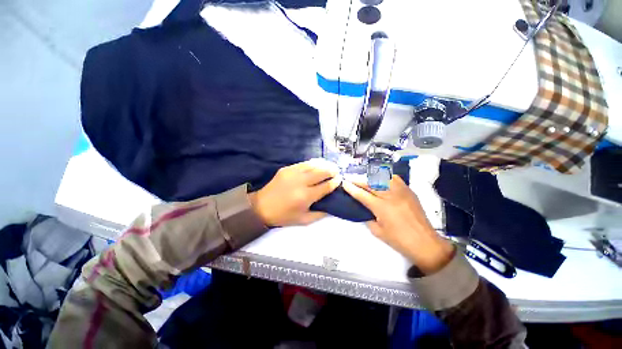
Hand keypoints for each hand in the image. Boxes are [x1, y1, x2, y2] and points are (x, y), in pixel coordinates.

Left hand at [249, 159, 341, 226]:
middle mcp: (300, 182)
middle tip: (337, 171)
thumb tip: (332, 205)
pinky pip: (303, 163)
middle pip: (321, 172)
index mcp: (305, 196)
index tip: (340, 180)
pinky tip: (317, 164)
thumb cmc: (284, 216)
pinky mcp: (286, 169)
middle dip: (332, 171)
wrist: (261, 207)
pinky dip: (313, 163)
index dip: (335, 182)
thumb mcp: (304, 220)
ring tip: (330, 166)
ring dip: (324, 165)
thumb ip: (320, 214)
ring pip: (313, 165)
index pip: (325, 186)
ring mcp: (293, 173)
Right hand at [342, 176, 453, 273]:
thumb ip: (368, 217)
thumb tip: (364, 208)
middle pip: (370, 183)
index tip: (344, 183)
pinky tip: (381, 179)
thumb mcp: (377, 232)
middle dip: (358, 180)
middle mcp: (391, 196)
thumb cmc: (399, 240)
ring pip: (383, 178)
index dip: (351, 188)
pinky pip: (395, 179)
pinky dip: (385, 177)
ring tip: (364, 178)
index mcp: (381, 208)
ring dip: (371, 177)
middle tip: (350, 178)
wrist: (425, 242)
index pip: (362, 194)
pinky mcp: (409, 191)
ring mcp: (401, 191)